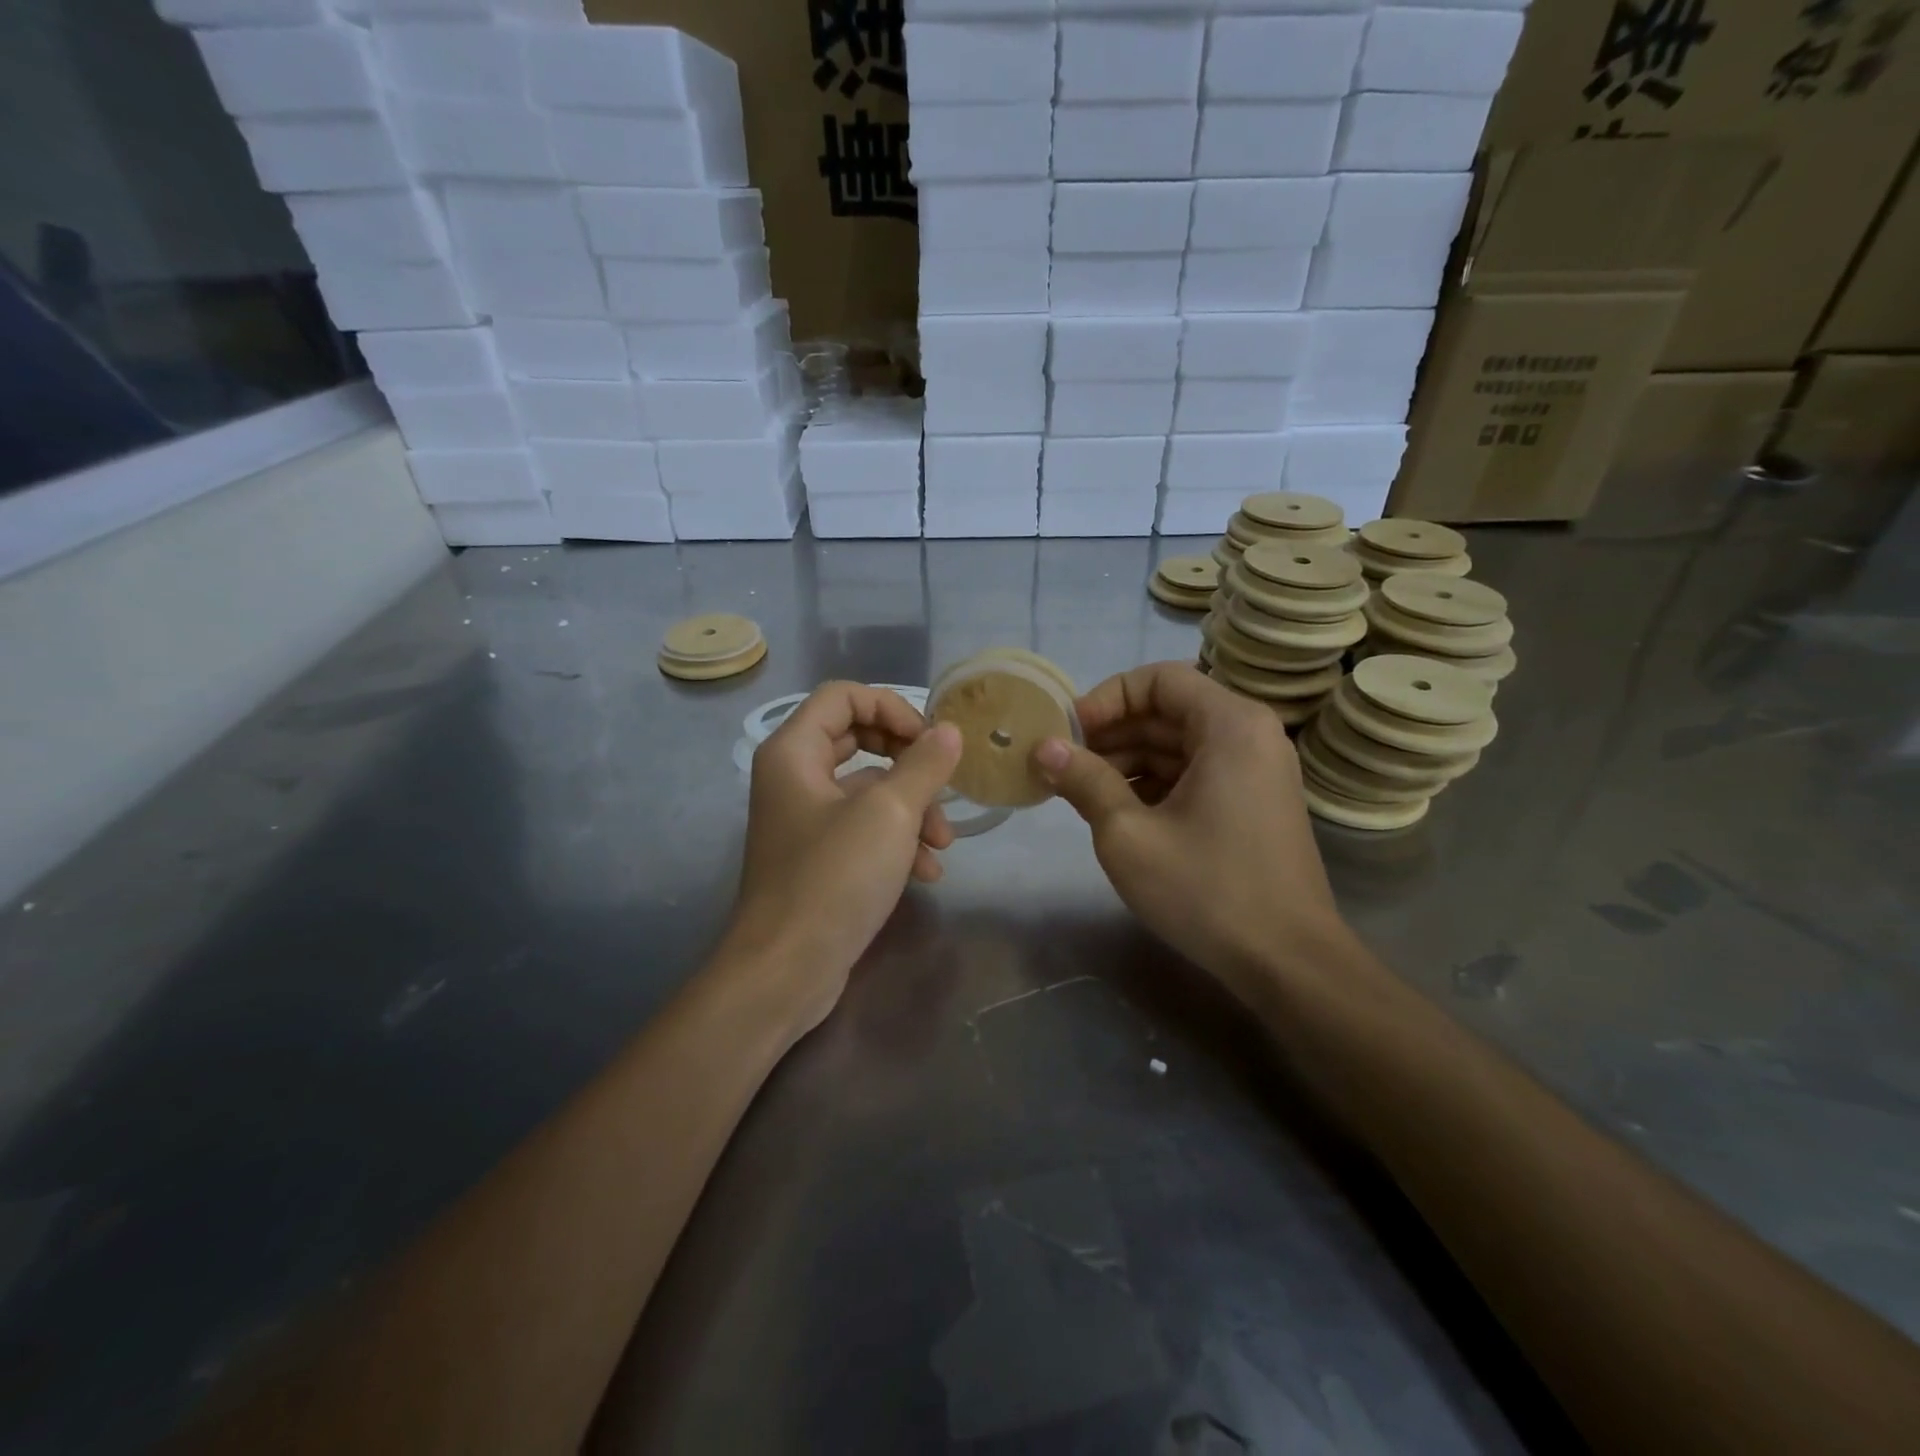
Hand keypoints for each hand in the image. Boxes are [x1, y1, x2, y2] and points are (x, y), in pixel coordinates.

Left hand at [725, 682, 961, 1037]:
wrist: (786, 970)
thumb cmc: (834, 878)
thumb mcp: (890, 814)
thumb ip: (924, 765)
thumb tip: (949, 732)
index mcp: (794, 752)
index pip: (844, 696)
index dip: (891, 707)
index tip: (930, 740)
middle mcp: (794, 778)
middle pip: (859, 741)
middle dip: (909, 762)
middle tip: (943, 779)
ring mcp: (805, 821)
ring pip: (868, 792)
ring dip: (912, 810)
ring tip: (943, 843)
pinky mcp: (818, 859)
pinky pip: (863, 831)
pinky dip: (896, 842)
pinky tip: (927, 873)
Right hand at [1034, 662, 1346, 998]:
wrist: (1288, 963)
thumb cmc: (1206, 889)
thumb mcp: (1128, 834)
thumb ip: (1084, 781)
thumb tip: (1043, 748)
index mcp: (1230, 725)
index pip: (1158, 679)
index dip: (1106, 698)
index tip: (1068, 733)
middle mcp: (1250, 735)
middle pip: (1168, 711)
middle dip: (1111, 734)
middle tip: (1062, 764)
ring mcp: (1255, 771)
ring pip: (1179, 744)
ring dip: (1128, 760)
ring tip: (1079, 791)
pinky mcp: (1252, 803)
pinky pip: (1195, 773)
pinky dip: (1154, 783)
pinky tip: (1116, 811)